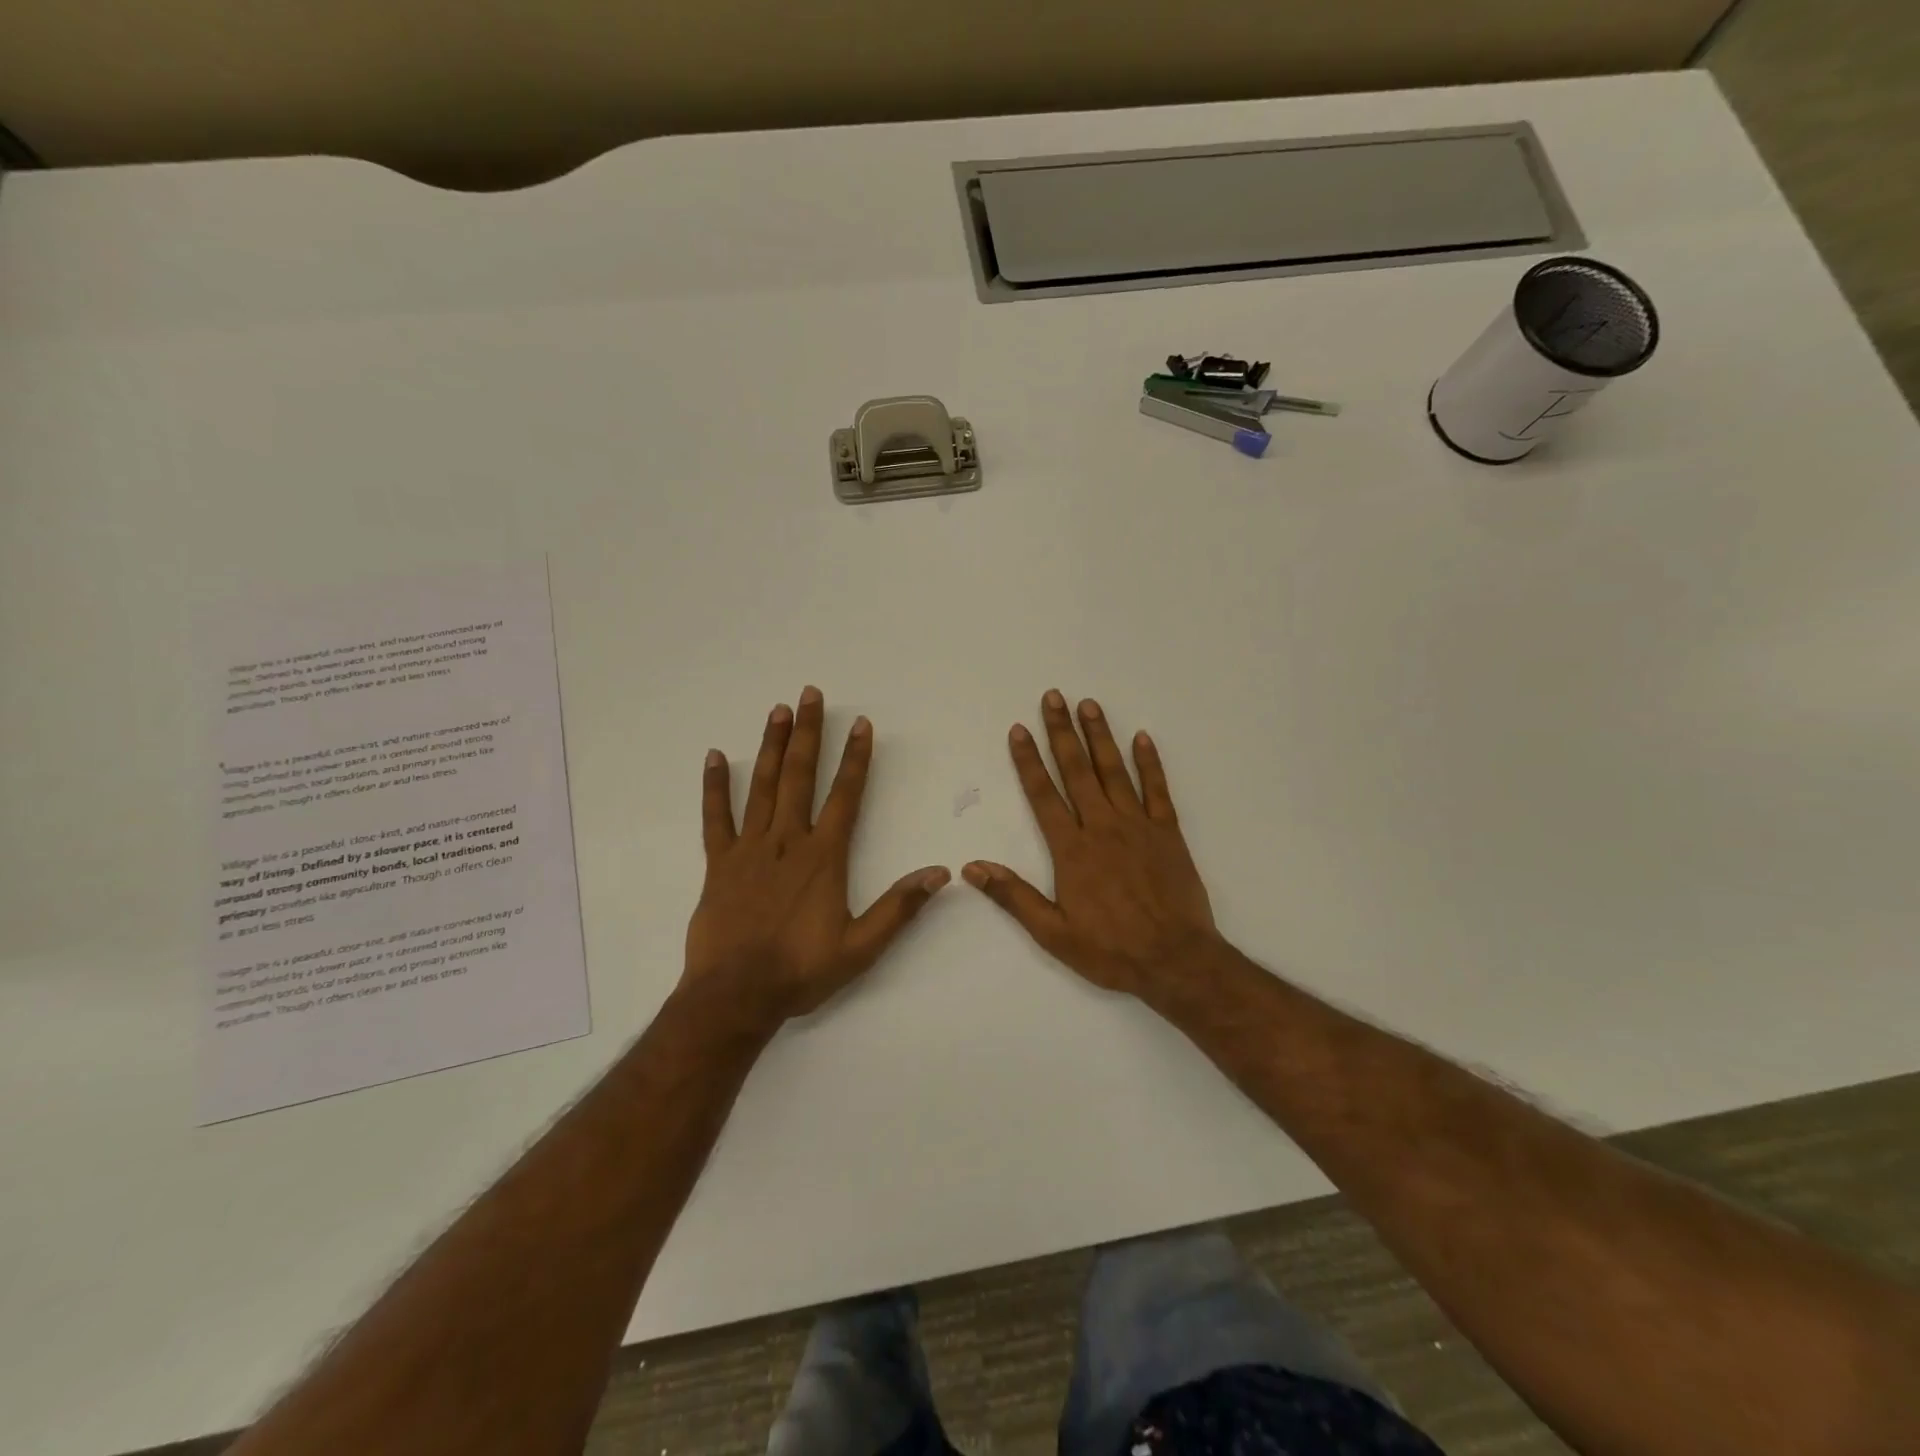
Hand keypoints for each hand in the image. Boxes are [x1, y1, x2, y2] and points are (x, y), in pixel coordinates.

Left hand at [684, 686, 949, 1028]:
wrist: (735, 996)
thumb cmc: (800, 970)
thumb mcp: (861, 947)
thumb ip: (900, 907)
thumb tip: (941, 873)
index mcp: (823, 857)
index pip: (845, 796)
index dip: (855, 758)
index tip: (860, 724)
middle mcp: (787, 842)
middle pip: (800, 776)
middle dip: (809, 733)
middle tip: (810, 694)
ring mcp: (749, 849)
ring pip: (762, 787)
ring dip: (772, 747)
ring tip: (777, 711)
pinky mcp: (718, 864)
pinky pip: (715, 817)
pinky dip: (715, 787)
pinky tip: (715, 757)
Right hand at [963, 690, 1222, 997]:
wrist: (1176, 960)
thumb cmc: (1111, 950)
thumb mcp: (1053, 933)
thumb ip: (1013, 896)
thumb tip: (972, 868)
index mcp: (1072, 849)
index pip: (1043, 794)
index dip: (1028, 760)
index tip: (1019, 730)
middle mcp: (1102, 827)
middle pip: (1077, 770)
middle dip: (1062, 731)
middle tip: (1053, 697)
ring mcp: (1138, 825)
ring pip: (1114, 771)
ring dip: (1100, 736)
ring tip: (1089, 704)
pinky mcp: (1168, 832)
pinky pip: (1158, 789)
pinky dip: (1150, 762)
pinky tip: (1143, 737)